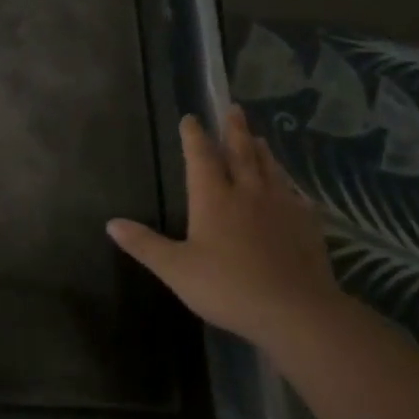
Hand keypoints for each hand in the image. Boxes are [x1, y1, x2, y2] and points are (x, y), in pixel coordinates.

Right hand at [107, 106, 341, 345]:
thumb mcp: (176, 269)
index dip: (194, 136)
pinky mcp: (306, 224)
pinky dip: (288, 184)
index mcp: (213, 198)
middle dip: (234, 129)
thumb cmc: (228, 287)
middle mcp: (248, 192)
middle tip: (234, 108)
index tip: (190, 118)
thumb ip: (144, 245)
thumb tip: (111, 223)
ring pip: (270, 168)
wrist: (295, 310)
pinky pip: (295, 194)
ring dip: (261, 150)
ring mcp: (281, 206)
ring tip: (259, 137)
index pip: (201, 157)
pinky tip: (290, 188)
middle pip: (241, 152)